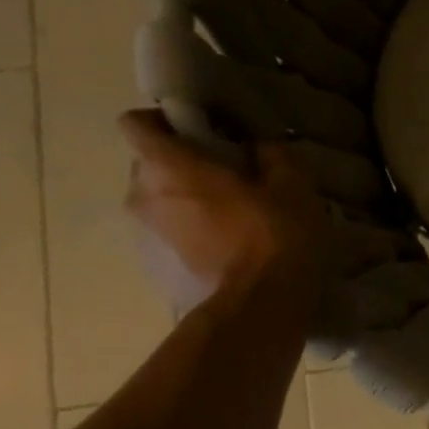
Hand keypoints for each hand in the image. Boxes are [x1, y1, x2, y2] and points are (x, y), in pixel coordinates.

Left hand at [119, 110, 324, 314]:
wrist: (259, 307)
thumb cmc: (274, 236)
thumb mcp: (293, 186)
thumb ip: (272, 156)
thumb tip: (259, 147)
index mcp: (169, 166)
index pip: (136, 123)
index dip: (163, 121)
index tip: (199, 131)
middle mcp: (141, 195)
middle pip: (150, 165)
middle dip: (182, 167)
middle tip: (227, 178)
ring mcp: (143, 236)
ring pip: (158, 204)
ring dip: (186, 204)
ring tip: (229, 220)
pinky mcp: (153, 269)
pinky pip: (167, 238)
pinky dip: (189, 237)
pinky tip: (225, 251)